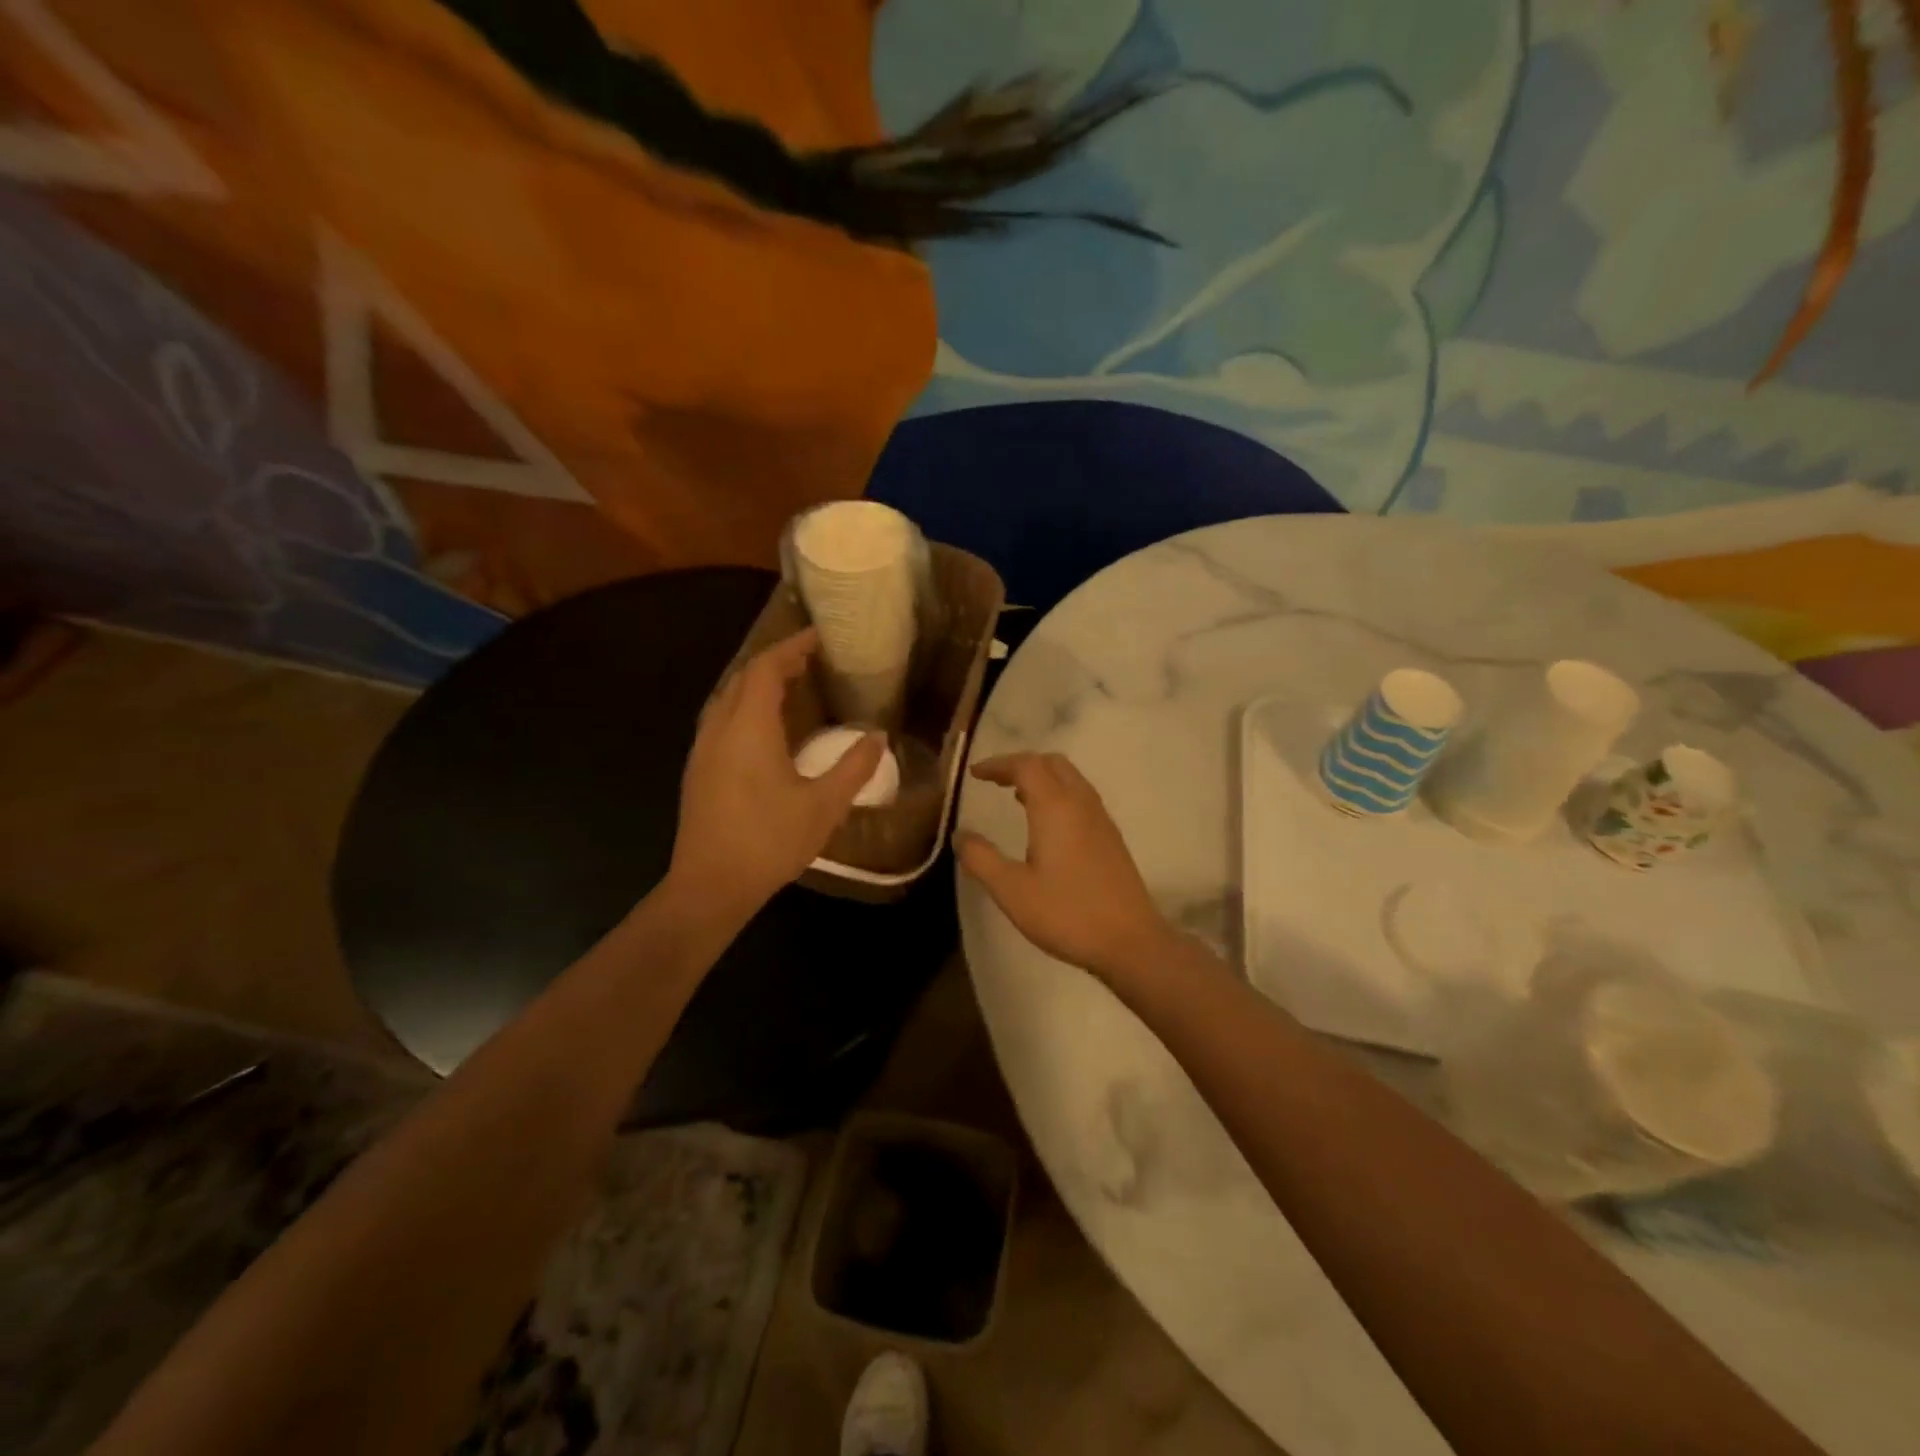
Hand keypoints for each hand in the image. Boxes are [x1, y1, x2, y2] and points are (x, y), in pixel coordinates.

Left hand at [667, 630, 882, 919]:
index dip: (791, 647)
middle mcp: (719, 729)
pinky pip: (721, 720)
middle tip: (810, 661)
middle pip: (742, 678)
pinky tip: (766, 730)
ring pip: (727, 698)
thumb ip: (854, 767)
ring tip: (792, 688)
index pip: (765, 668)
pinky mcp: (698, 771)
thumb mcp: (823, 806)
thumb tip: (878, 737)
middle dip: (775, 662)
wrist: (710, 886)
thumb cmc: (768, 842)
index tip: (819, 637)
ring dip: (757, 685)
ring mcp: (703, 750)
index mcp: (748, 728)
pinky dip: (745, 708)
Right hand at [957, 752, 1174, 979]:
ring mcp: (1101, 819)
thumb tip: (960, 834)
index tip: (975, 774)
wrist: (1130, 942)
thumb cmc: (1067, 913)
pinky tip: (1047, 825)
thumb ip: (981, 858)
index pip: (1026, 765)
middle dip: (1022, 765)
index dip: (998, 764)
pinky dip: (1058, 794)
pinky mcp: (1111, 838)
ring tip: (1017, 798)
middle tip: (996, 781)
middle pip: (1052, 763)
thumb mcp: (1012, 890)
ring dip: (1042, 778)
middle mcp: (1081, 803)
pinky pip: (1081, 797)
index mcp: (1055, 807)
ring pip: (1070, 778)